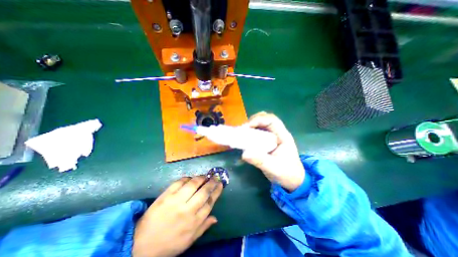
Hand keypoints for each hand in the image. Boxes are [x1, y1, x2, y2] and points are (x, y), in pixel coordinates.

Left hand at [133, 175, 223, 256]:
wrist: (141, 244)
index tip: (221, 184)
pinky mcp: (166, 195)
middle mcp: (187, 210)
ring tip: (204, 176)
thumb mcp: (189, 240)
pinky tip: (190, 178)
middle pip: (204, 191)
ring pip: (193, 184)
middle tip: (215, 177)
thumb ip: (203, 227)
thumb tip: (216, 217)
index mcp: (194, 221)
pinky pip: (179, 182)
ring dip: (201, 178)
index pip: (210, 202)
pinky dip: (187, 178)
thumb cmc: (169, 243)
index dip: (217, 191)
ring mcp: (176, 201)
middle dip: (211, 182)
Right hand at [244, 111, 302, 190]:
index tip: (246, 127)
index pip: (272, 120)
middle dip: (253, 120)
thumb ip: (260, 160)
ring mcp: (273, 136)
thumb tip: (244, 154)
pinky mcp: (268, 141)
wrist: (292, 181)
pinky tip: (245, 138)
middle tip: (243, 129)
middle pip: (266, 118)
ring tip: (242, 132)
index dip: (258, 120)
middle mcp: (278, 133)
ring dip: (251, 125)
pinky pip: (258, 132)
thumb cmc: (286, 173)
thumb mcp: (274, 168)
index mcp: (283, 136)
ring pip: (261, 124)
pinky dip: (251, 132)